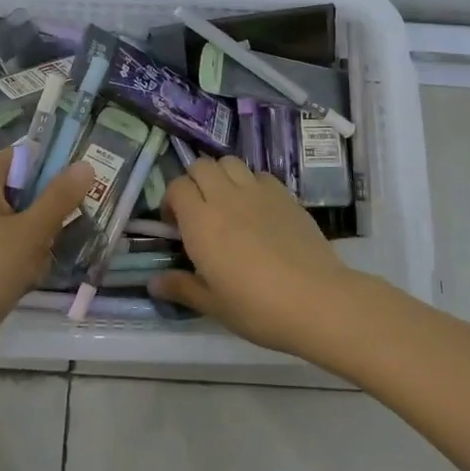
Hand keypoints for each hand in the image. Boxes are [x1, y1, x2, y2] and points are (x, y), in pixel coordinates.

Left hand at [0, 151, 91, 338]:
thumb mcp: (31, 232)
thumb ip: (59, 197)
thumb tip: (85, 165)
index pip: (23, 157)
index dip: (51, 173)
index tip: (71, 198)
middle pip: (18, 191)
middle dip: (42, 216)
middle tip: (53, 239)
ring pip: (10, 222)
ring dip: (30, 241)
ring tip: (36, 266)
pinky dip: (12, 258)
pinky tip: (20, 280)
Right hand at [153, 156, 360, 356]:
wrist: (316, 300)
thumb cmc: (257, 307)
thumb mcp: (213, 304)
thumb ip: (182, 287)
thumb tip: (153, 282)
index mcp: (200, 221)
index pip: (177, 187)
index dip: (171, 201)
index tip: (176, 226)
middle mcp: (225, 197)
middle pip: (201, 166)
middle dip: (194, 182)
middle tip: (199, 211)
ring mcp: (257, 192)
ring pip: (230, 162)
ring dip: (222, 176)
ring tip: (227, 203)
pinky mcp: (285, 195)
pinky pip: (260, 175)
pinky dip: (251, 183)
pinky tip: (258, 209)